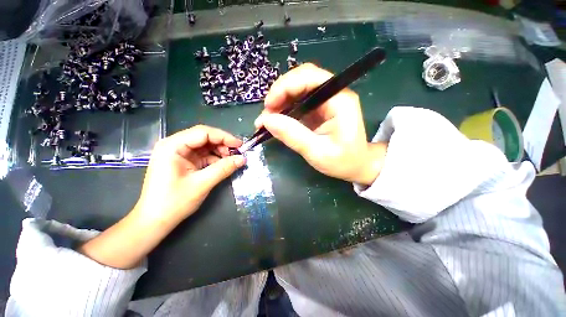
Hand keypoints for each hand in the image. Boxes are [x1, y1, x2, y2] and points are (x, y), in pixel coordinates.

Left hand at [132, 125, 244, 223]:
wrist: (155, 221)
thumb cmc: (174, 202)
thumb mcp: (202, 184)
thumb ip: (224, 168)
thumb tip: (243, 159)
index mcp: (172, 146)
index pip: (203, 132)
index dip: (224, 137)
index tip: (240, 145)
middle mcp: (174, 145)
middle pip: (204, 137)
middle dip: (222, 144)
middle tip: (237, 154)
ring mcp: (178, 154)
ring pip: (205, 146)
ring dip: (220, 151)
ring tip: (231, 160)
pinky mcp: (183, 162)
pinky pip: (203, 155)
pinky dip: (215, 159)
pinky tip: (223, 165)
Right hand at [255, 63, 386, 184]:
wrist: (356, 165)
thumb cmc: (343, 161)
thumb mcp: (318, 152)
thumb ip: (293, 136)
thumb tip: (267, 120)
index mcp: (339, 100)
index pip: (310, 77)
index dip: (285, 86)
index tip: (269, 106)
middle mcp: (333, 94)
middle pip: (301, 79)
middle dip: (280, 93)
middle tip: (266, 115)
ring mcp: (325, 101)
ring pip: (297, 89)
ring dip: (279, 101)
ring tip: (267, 119)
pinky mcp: (319, 109)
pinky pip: (298, 102)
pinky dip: (284, 109)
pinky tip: (276, 120)